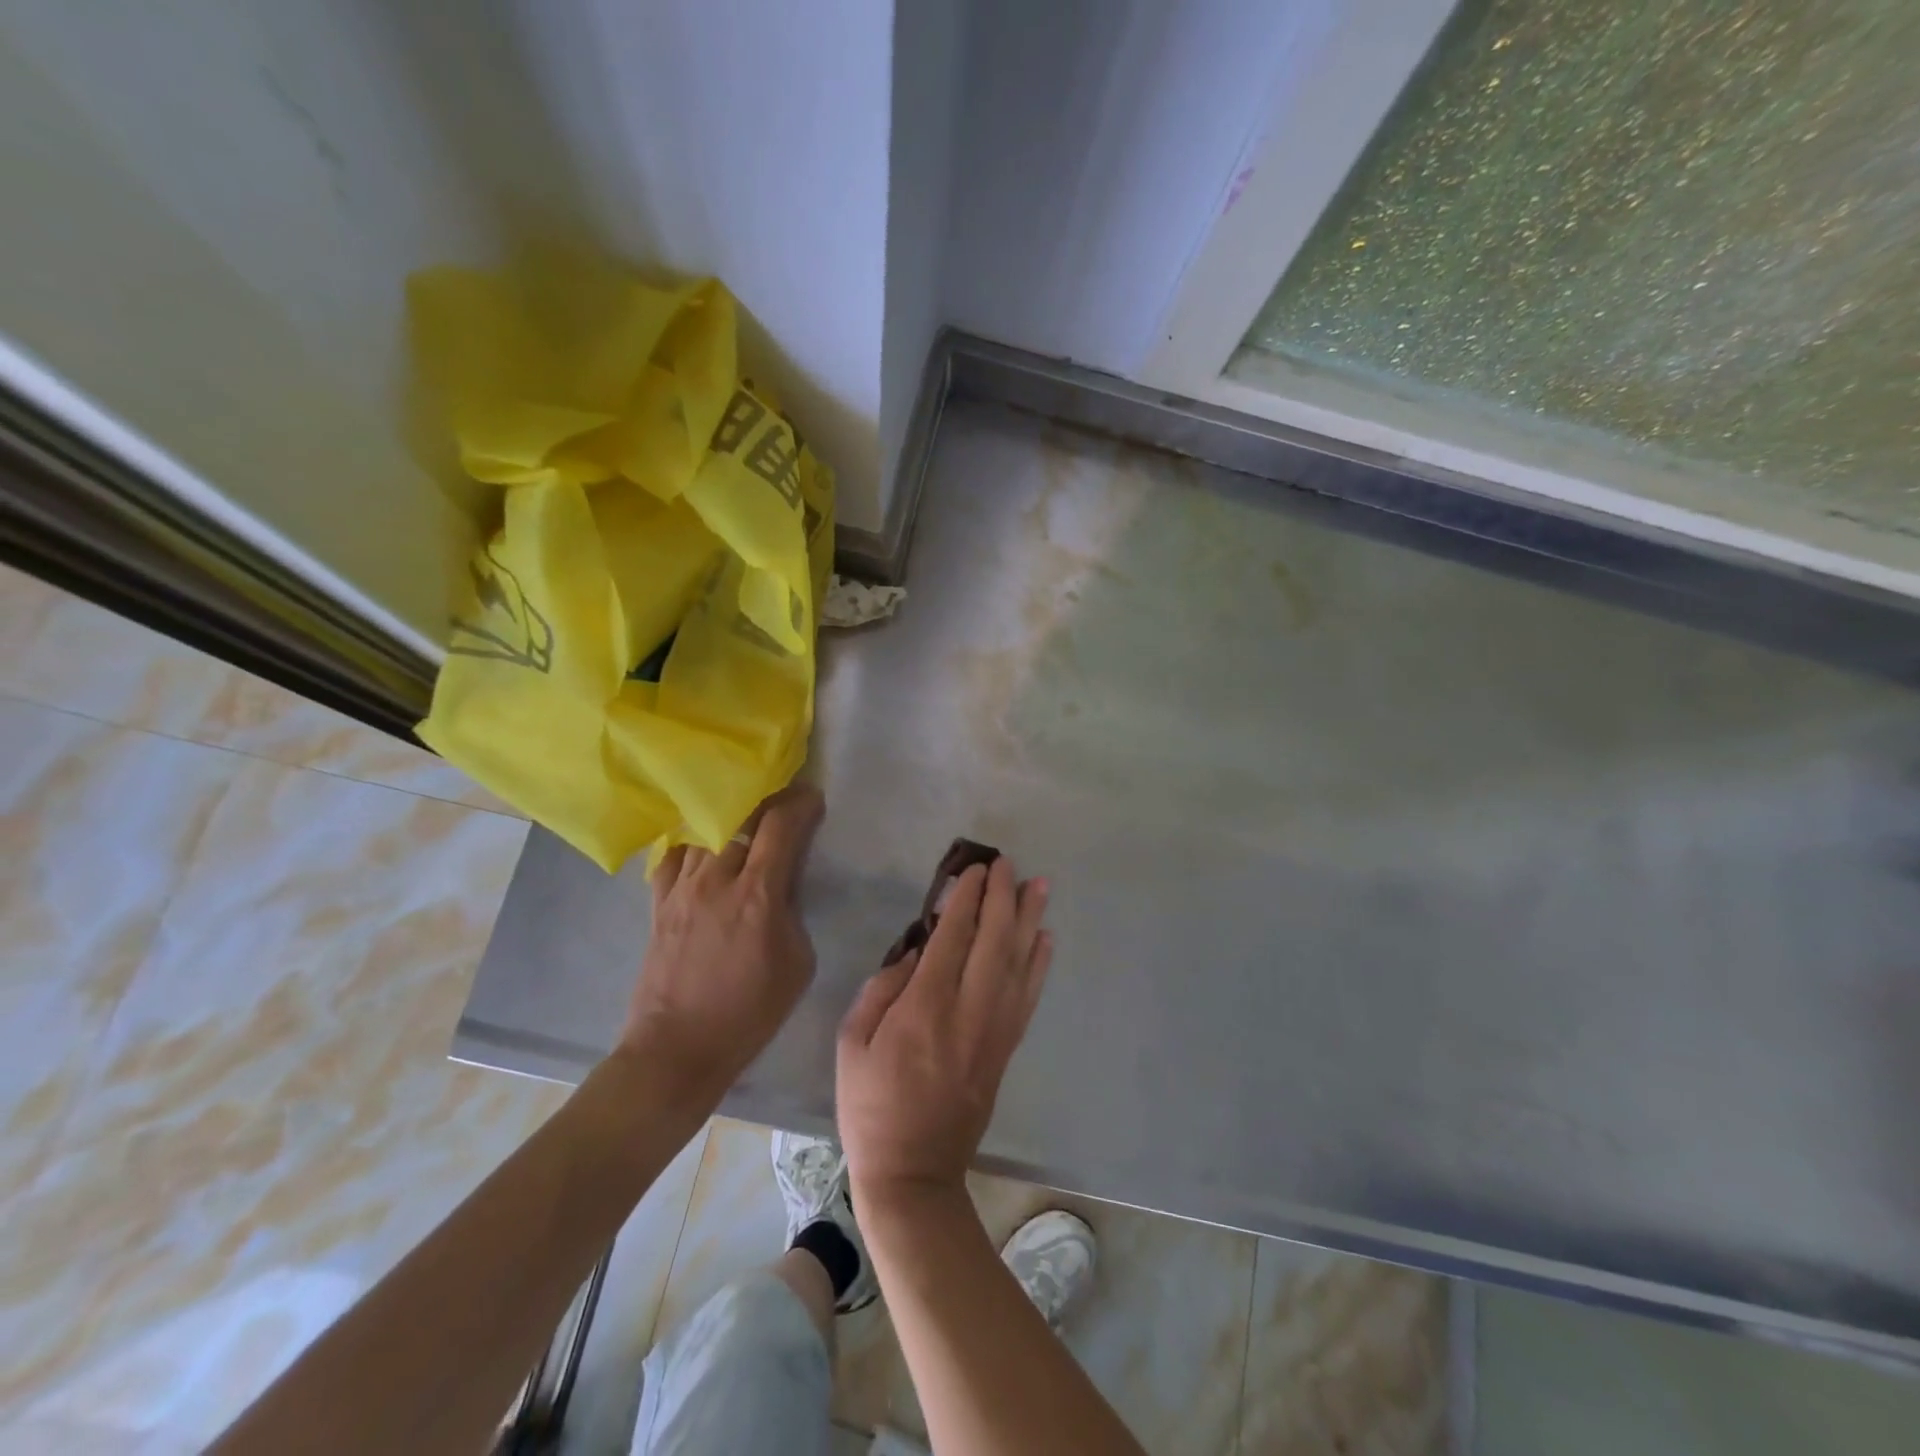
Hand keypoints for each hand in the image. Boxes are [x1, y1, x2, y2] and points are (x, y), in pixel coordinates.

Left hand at [621, 784, 824, 1098]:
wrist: (677, 1049)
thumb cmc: (749, 1012)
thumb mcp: (797, 962)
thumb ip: (792, 911)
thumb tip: (783, 886)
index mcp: (757, 894)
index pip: (780, 825)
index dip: (800, 803)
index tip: (813, 798)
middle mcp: (716, 879)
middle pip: (741, 816)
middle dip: (768, 800)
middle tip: (784, 800)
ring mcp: (682, 888)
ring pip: (705, 828)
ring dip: (730, 816)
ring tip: (744, 816)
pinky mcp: (659, 902)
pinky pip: (674, 854)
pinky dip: (693, 842)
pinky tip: (703, 845)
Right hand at [837, 857, 1052, 1207]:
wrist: (913, 1171)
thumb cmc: (870, 1105)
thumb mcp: (851, 1043)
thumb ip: (881, 989)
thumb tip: (916, 953)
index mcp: (924, 1007)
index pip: (952, 937)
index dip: (967, 899)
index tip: (975, 870)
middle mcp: (967, 1011)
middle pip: (993, 942)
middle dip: (1002, 897)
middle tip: (1008, 864)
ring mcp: (993, 1030)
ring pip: (1017, 963)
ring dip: (1030, 920)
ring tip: (1040, 886)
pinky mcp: (1006, 1048)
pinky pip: (1028, 996)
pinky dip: (1039, 964)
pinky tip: (1045, 939)